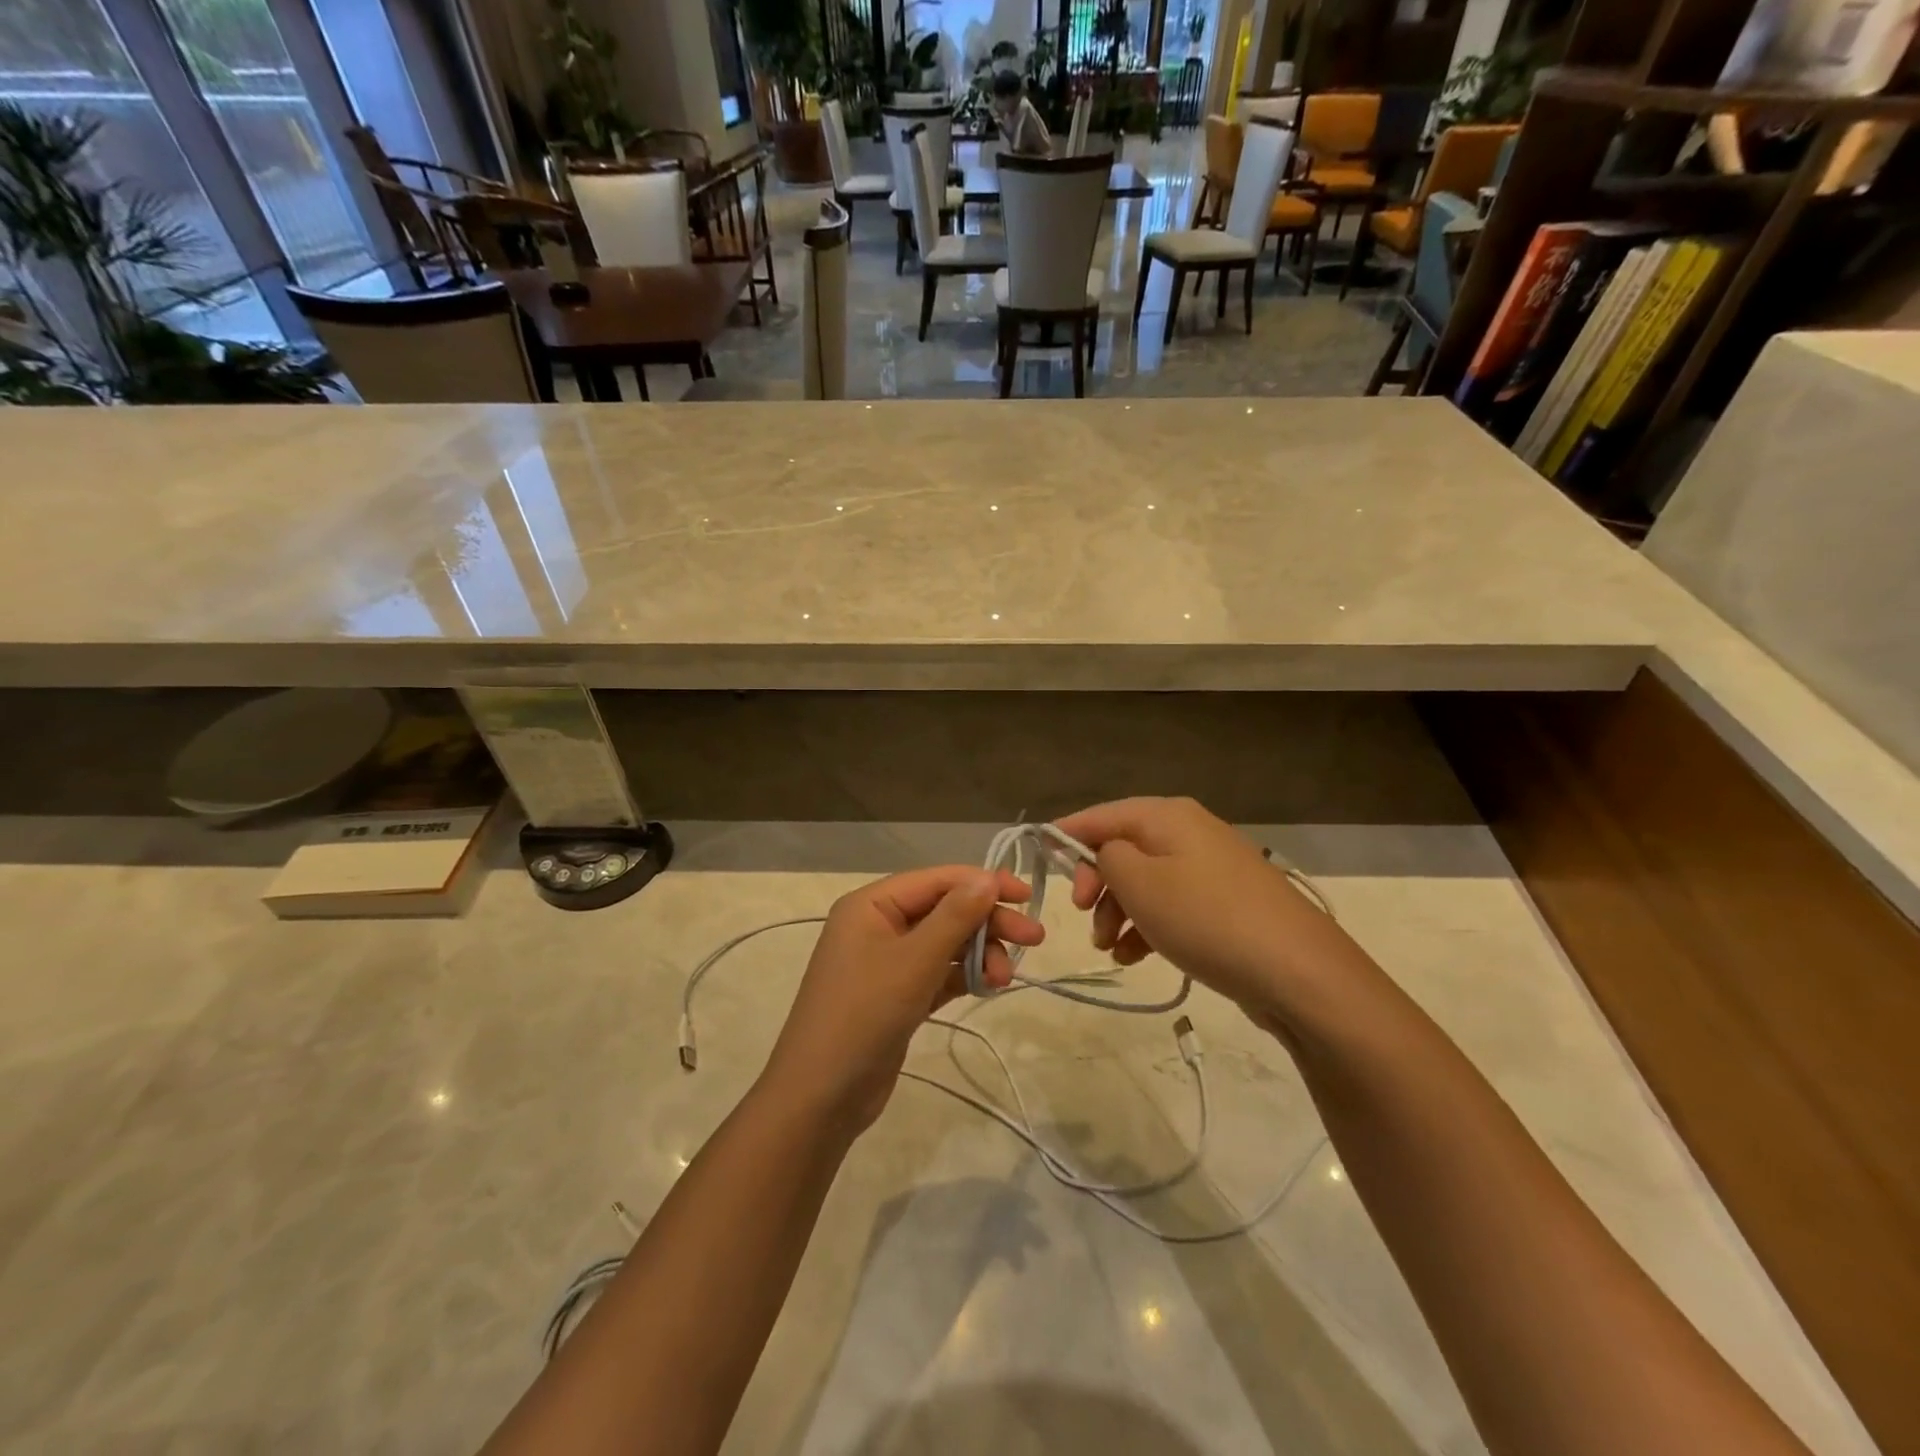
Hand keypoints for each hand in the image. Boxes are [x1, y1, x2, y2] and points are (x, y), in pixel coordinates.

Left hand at [759, 866, 1043, 1134]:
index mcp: (872, 904)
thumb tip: (988, 878)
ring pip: (946, 943)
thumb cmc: (863, 1015)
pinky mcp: (898, 995)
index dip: (983, 882)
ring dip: (979, 953)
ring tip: (1003, 980)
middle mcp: (878, 924)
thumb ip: (954, 917)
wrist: (821, 1097)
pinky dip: (964, 976)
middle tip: (1034, 939)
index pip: (937, 879)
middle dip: (988, 923)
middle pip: (945, 910)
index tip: (1025, 896)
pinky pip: (939, 972)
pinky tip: (989, 986)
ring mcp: (887, 961)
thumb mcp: (913, 961)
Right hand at [1054, 797, 1340, 1031]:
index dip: (1066, 835)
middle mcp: (1188, 832)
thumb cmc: (1205, 918)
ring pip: (1144, 882)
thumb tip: (1105, 854)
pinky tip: (1136, 958)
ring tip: (1111, 949)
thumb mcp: (1139, 882)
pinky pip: (1171, 905)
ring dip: (1119, 912)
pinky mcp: (1224, 904)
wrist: (1297, 971)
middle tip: (1085, 918)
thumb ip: (1106, 857)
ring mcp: (1210, 868)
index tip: (1039, 861)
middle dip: (1097, 885)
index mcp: (1166, 816)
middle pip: (1123, 849)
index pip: (1101, 815)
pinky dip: (1147, 926)